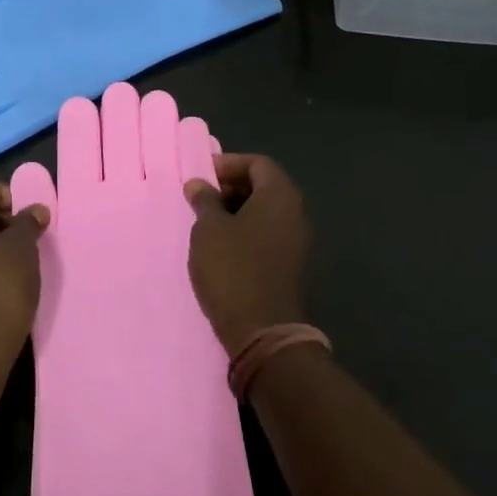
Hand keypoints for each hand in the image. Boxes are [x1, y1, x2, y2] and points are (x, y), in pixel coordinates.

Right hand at [183, 153, 310, 357]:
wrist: (264, 332)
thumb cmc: (233, 269)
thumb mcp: (209, 229)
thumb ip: (204, 200)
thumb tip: (199, 184)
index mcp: (280, 196)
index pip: (258, 163)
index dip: (228, 164)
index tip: (201, 176)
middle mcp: (296, 214)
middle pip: (265, 185)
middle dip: (232, 186)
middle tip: (201, 198)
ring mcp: (298, 242)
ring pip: (266, 212)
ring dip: (237, 210)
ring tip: (206, 223)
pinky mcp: (292, 267)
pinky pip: (269, 235)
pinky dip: (246, 231)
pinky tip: (222, 247)